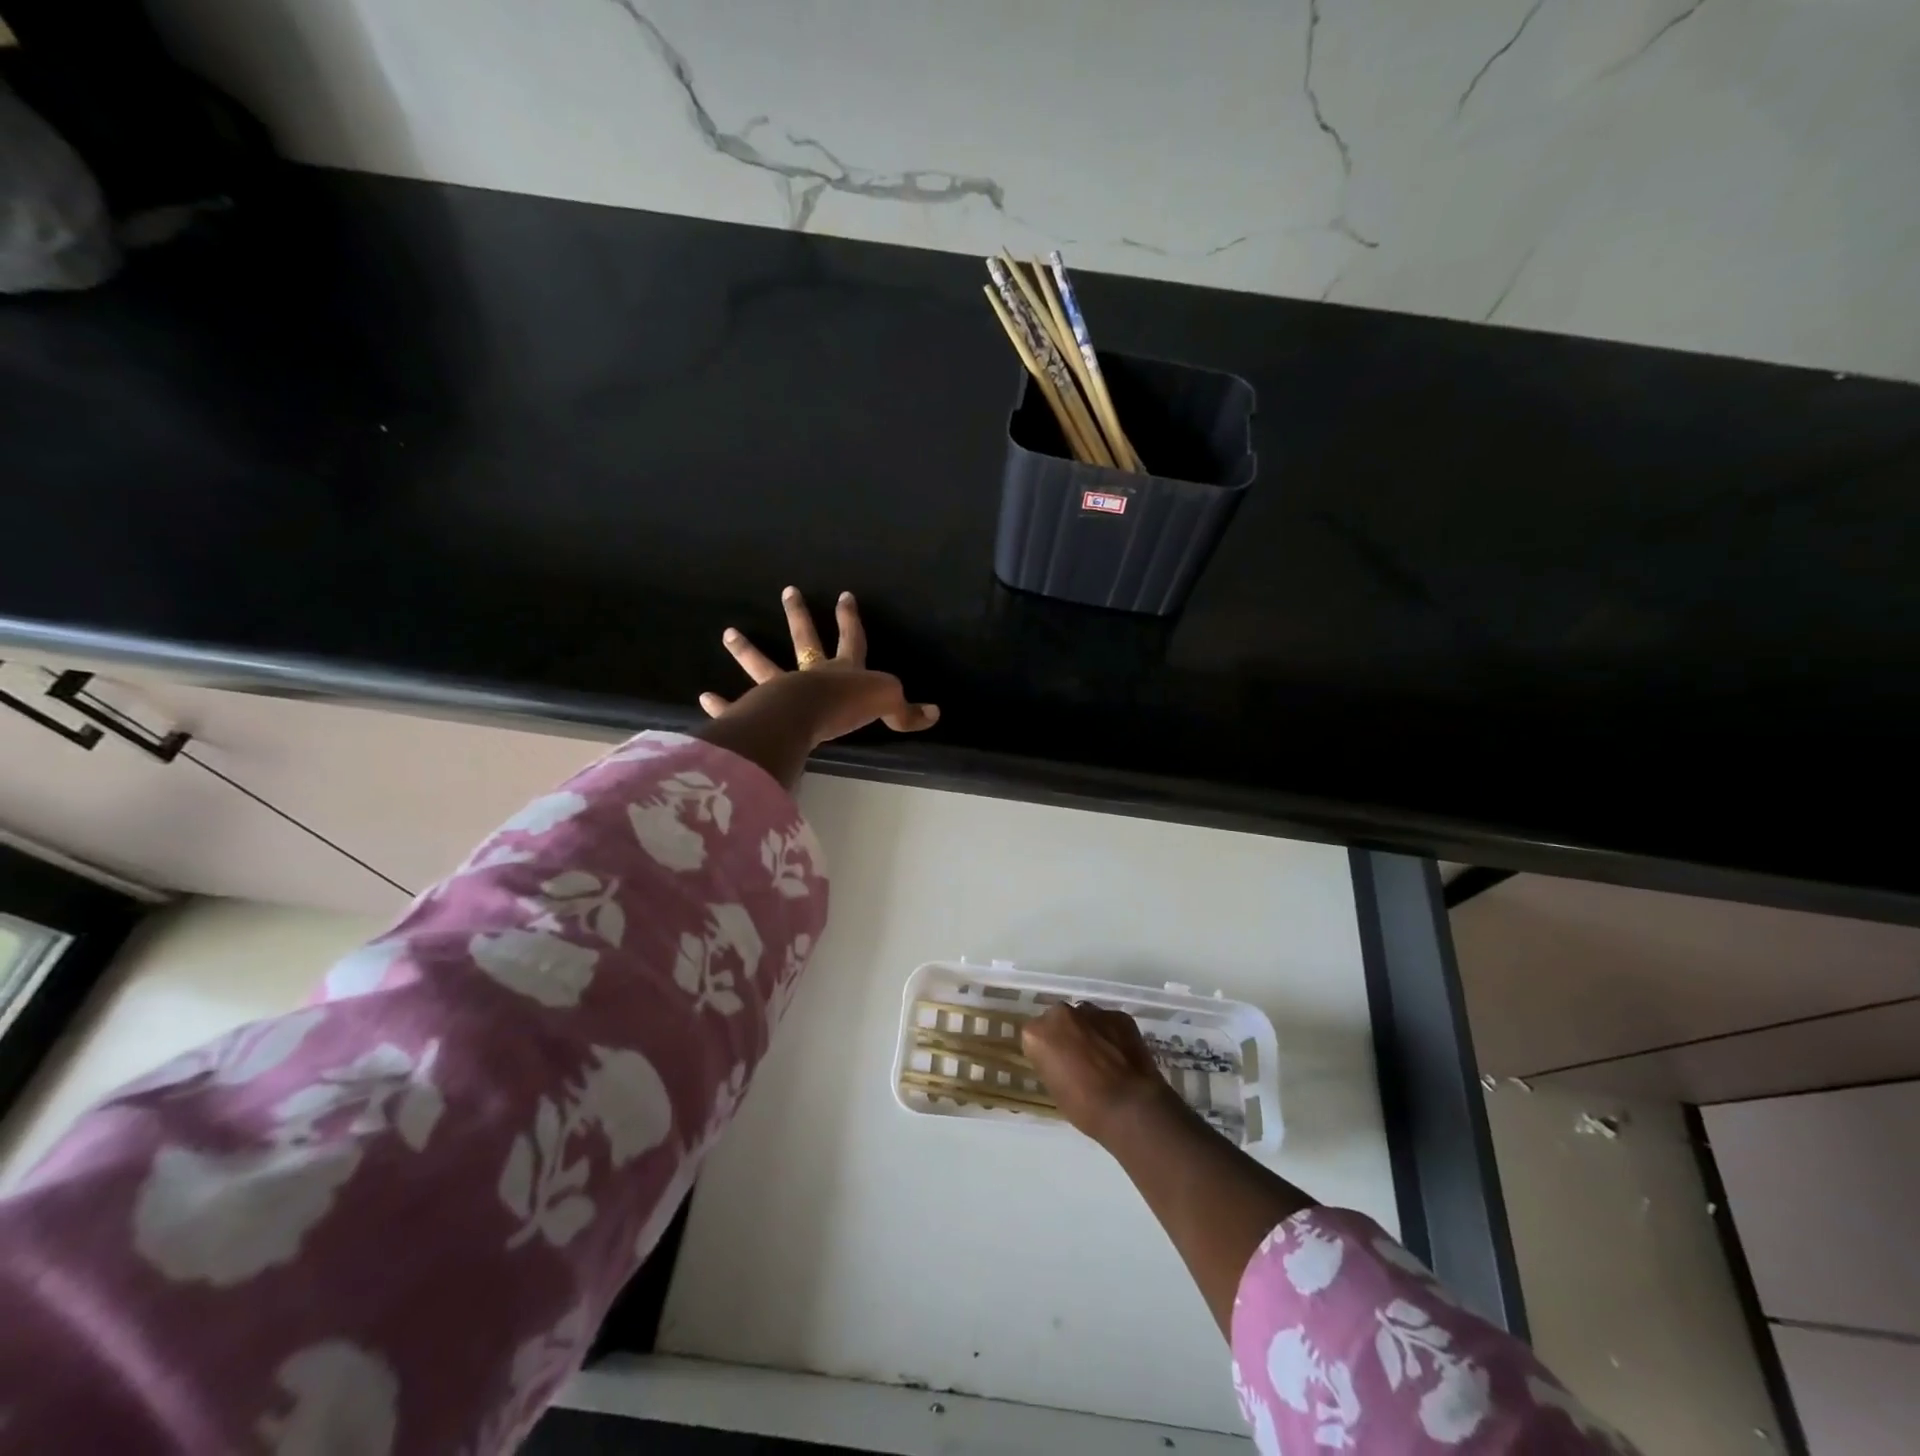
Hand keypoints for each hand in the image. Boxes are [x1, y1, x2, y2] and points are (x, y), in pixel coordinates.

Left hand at [700, 587, 938, 748]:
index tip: (843, 596)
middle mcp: (812, 673)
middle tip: (788, 591)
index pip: (851, 639)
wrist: (808, 715)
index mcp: (844, 670)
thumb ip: (907, 711)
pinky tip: (705, 699)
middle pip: (805, 639)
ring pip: (763, 665)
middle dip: (798, 616)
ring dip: (747, 650)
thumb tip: (934, 713)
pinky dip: (723, 704)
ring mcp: (782, 688)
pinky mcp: (760, 709)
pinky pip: (739, 705)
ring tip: (728, 633)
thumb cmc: (848, 705)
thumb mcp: (888, 705)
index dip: (849, 619)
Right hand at [1021, 1002, 1177, 1144]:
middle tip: (1078, 1059)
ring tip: (1102, 1058)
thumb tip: (1062, 1059)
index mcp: (1037, 1033)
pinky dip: (1112, 1034)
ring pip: (1085, 1018)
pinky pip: (1110, 1022)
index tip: (1056, 1067)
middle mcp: (1060, 1013)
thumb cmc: (1084, 1107)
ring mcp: (1092, 1011)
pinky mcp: (1119, 1016)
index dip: (1046, 1052)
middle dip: (1066, 1034)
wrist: (1129, 1107)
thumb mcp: (1054, 1088)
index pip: (1035, 1036)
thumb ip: (1052, 1062)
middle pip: (1059, 1020)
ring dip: (1089, 1031)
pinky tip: (1121, 1056)